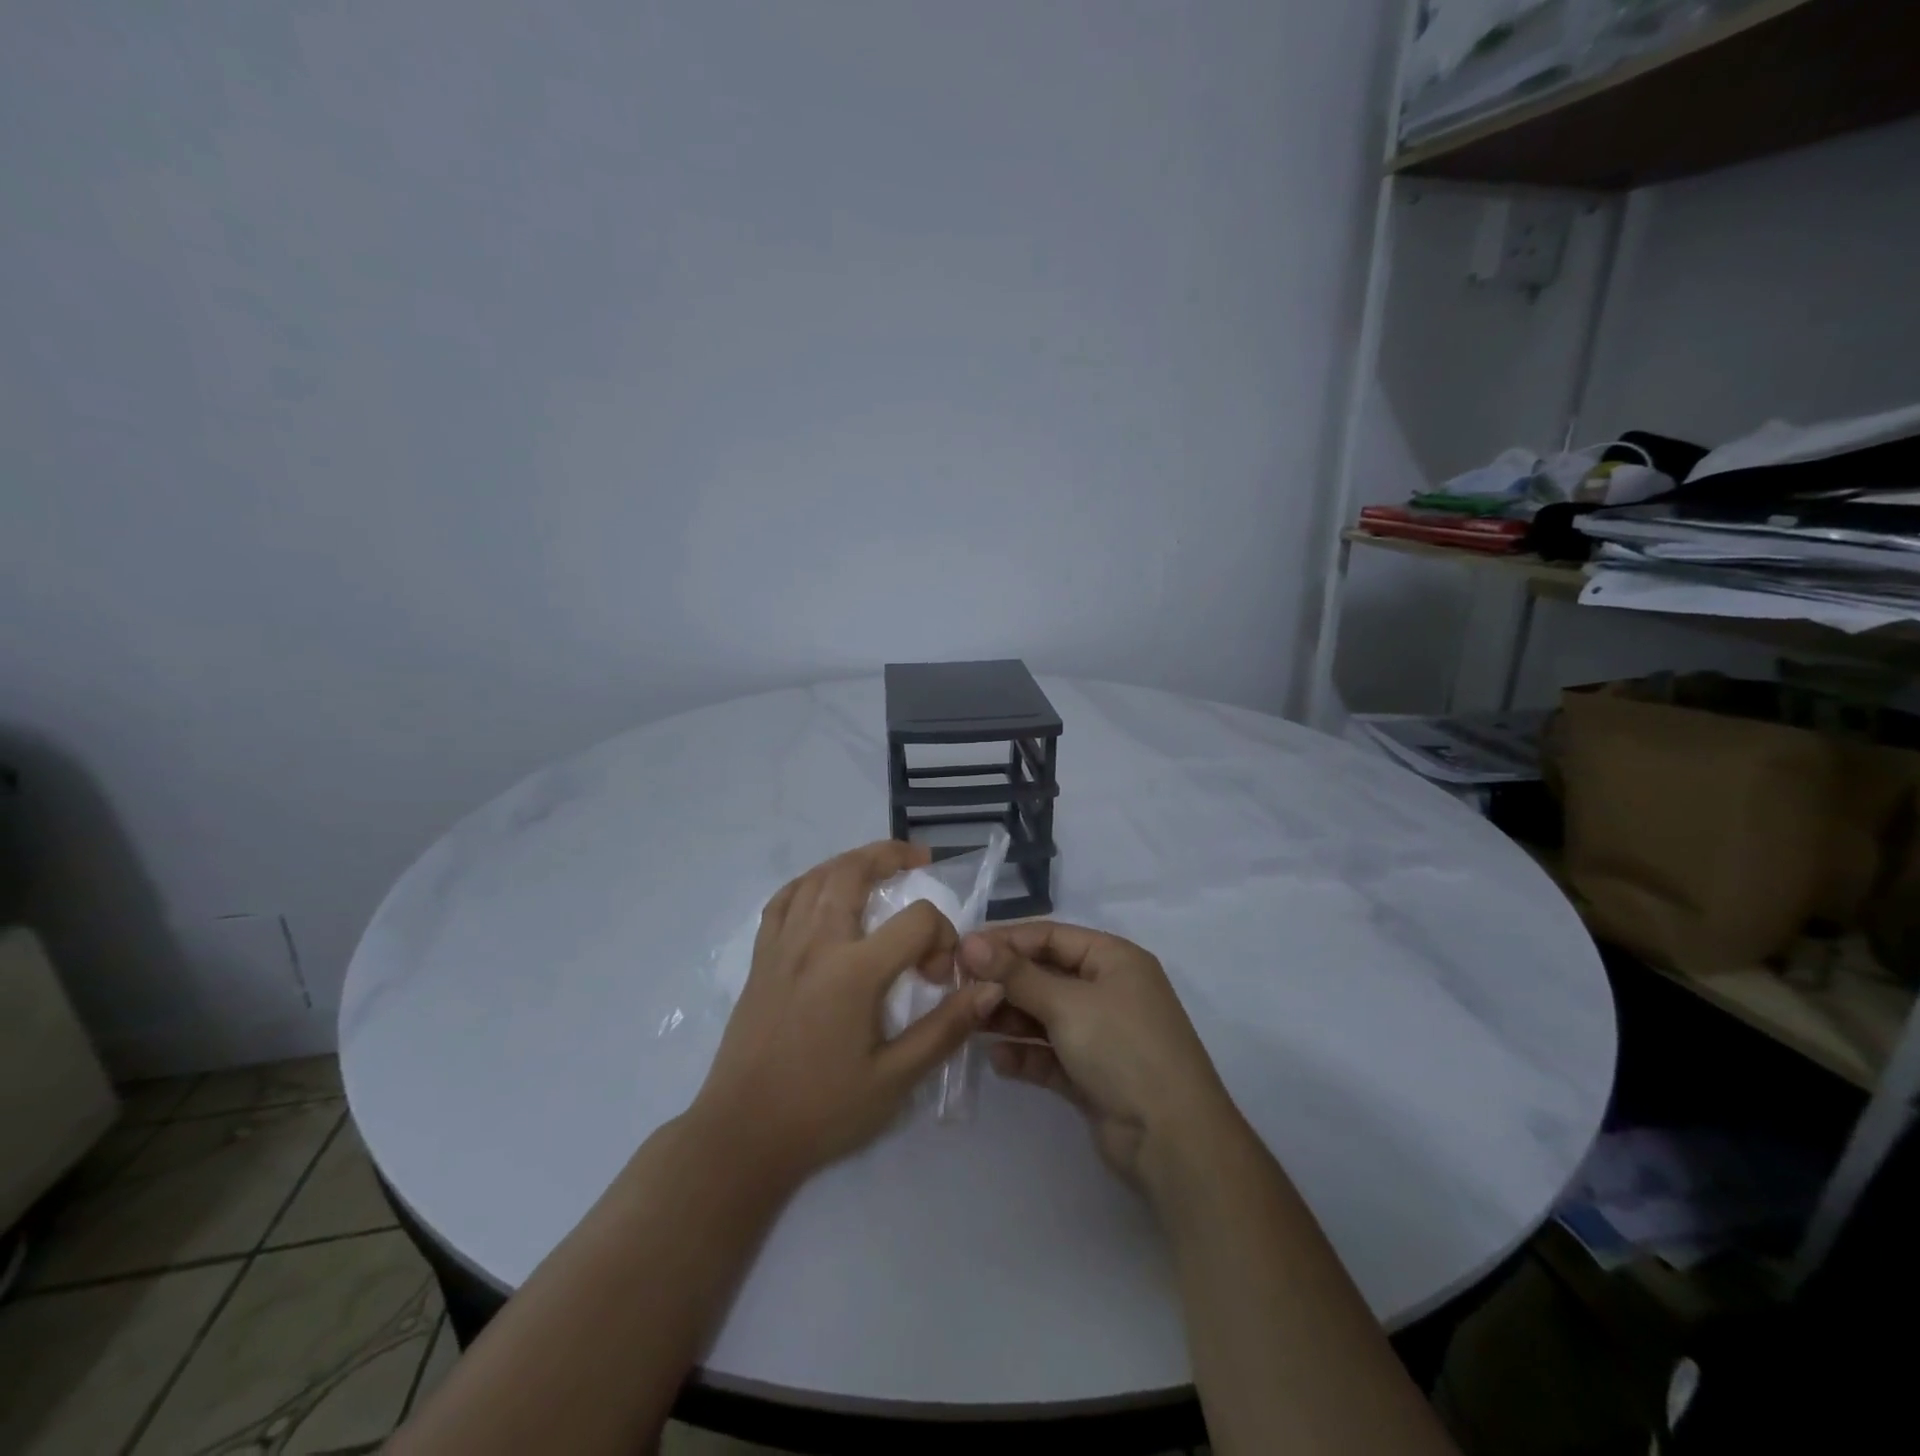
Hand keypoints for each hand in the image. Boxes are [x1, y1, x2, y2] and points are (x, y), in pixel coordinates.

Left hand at [693, 841, 1004, 1186]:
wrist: (741, 1136)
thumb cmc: (822, 1111)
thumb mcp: (894, 1079)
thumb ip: (945, 1028)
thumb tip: (989, 988)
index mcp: (854, 971)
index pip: (916, 920)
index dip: (941, 936)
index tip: (939, 977)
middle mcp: (816, 943)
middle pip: (854, 871)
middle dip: (891, 855)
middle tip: (918, 859)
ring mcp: (782, 946)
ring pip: (817, 877)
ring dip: (851, 862)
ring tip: (878, 868)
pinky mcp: (760, 959)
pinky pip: (783, 900)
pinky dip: (809, 882)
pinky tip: (822, 891)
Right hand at [959, 922, 1237, 1194]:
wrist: (1173, 1140)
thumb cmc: (1122, 1049)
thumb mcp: (1067, 1004)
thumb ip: (1016, 974)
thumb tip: (969, 942)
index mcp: (1114, 959)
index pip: (1051, 936)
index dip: (1006, 940)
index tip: (961, 950)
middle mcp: (1109, 990)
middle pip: (1045, 976)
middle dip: (1004, 983)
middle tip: (958, 989)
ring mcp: (1101, 1034)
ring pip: (1045, 1017)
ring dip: (1009, 1019)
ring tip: (969, 1024)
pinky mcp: (1092, 1074)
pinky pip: (1050, 1055)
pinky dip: (1025, 1055)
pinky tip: (997, 1061)